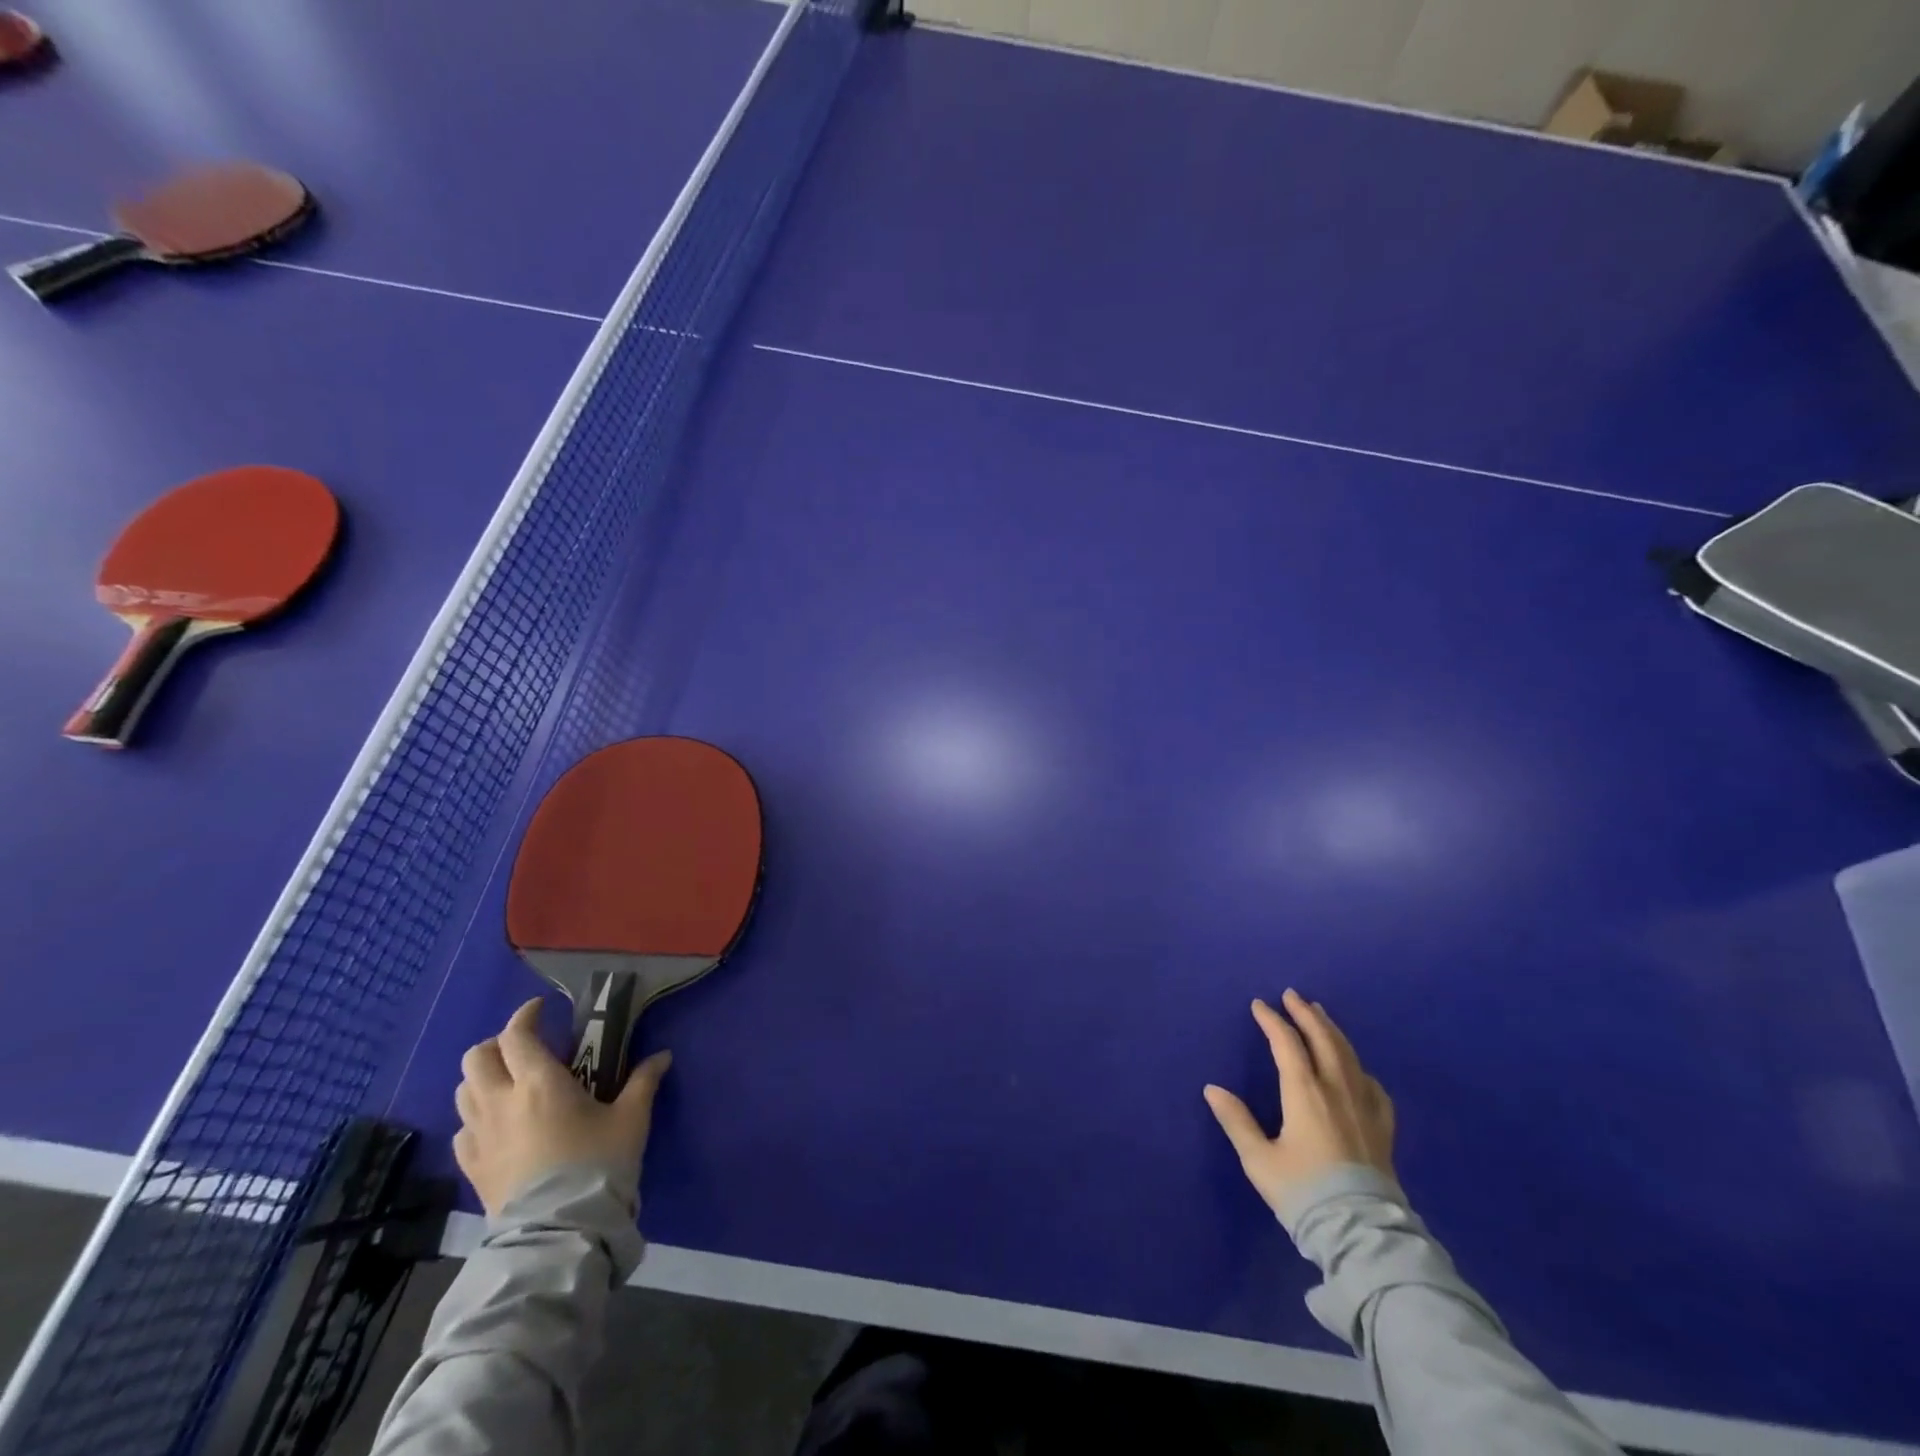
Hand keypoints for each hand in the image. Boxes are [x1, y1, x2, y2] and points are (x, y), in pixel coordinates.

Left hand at [453, 997, 672, 1217]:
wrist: (559, 1233)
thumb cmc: (597, 1165)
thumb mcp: (631, 1119)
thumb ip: (644, 1081)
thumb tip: (663, 1056)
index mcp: (538, 1082)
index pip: (516, 1035)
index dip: (526, 1015)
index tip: (542, 1009)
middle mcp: (501, 1102)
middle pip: (476, 1057)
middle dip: (498, 1044)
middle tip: (526, 1046)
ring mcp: (480, 1137)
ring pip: (463, 1090)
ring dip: (483, 1077)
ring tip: (510, 1082)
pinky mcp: (472, 1168)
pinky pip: (463, 1129)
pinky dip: (475, 1116)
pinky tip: (498, 1124)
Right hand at [1203, 990, 1394, 1216]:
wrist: (1362, 1233)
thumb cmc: (1304, 1192)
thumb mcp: (1259, 1160)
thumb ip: (1236, 1121)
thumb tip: (1212, 1089)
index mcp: (1304, 1092)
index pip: (1286, 1043)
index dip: (1272, 1021)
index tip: (1259, 1005)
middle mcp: (1336, 1089)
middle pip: (1322, 1039)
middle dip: (1305, 1014)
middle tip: (1292, 995)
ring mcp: (1364, 1106)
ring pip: (1348, 1055)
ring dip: (1331, 1030)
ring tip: (1321, 1015)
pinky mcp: (1383, 1127)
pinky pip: (1372, 1084)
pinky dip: (1358, 1066)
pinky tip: (1355, 1069)